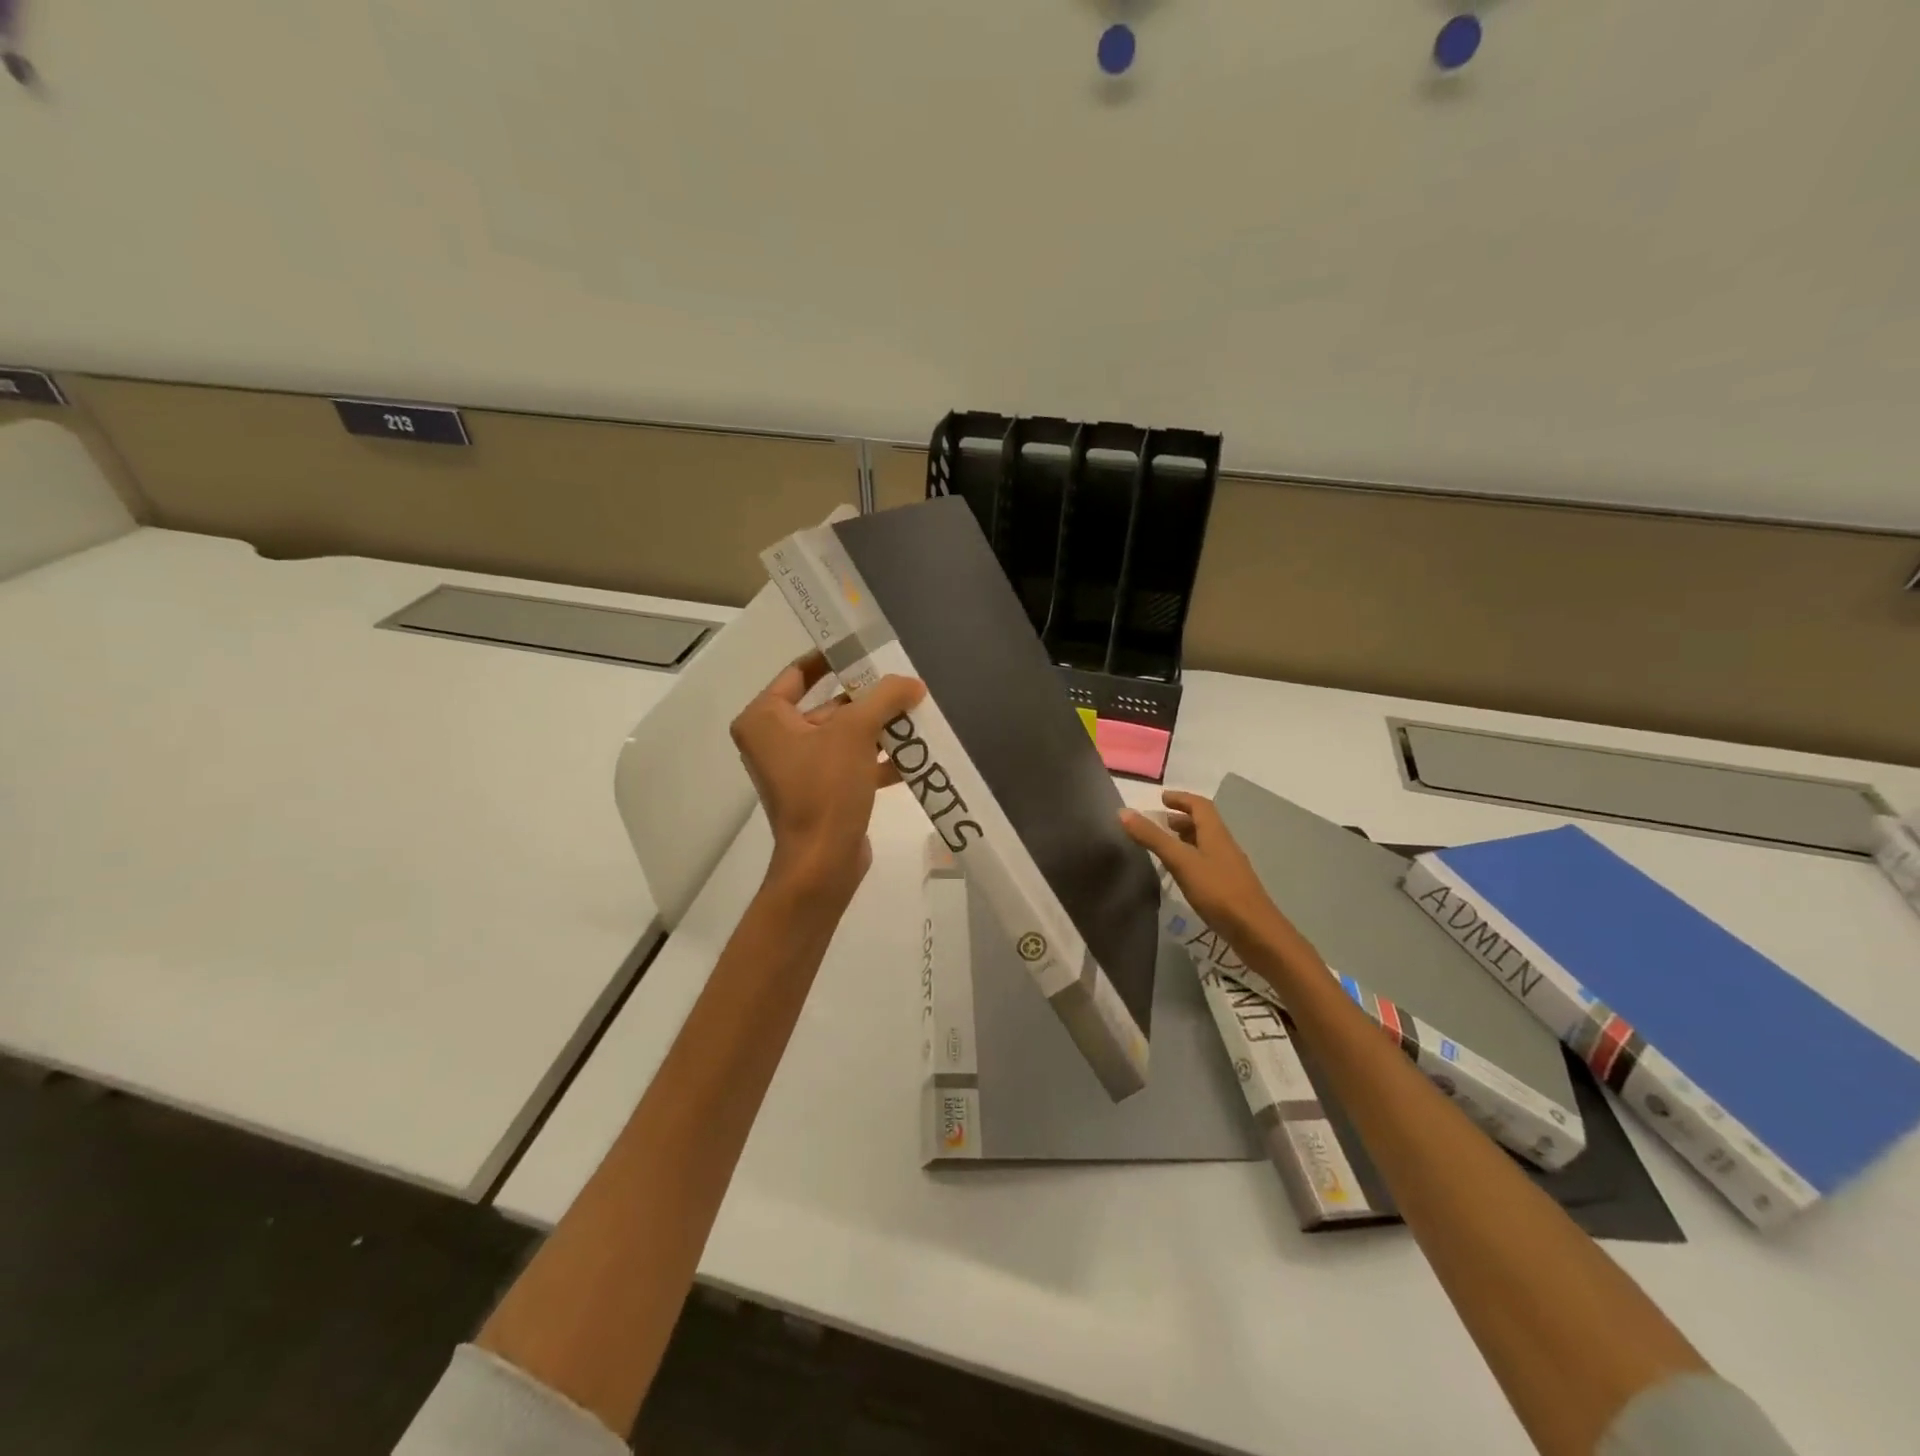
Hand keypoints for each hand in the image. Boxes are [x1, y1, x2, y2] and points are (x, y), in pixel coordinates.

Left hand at [730, 652, 925, 904]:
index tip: (866, 645)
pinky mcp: (820, 792)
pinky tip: (914, 755)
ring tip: (916, 715)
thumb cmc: (826, 789)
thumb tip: (911, 683)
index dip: (833, 657)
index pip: (799, 672)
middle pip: (828, 704)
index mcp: (765, 719)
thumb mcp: (856, 732)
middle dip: (868, 697)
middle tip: (903, 683)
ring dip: (878, 728)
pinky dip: (877, 758)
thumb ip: (884, 698)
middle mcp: (775, 740)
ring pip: (844, 735)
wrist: (823, 863)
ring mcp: (798, 768)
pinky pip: (850, 763)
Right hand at [1120, 790, 1285, 941]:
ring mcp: (1230, 867)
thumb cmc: (1218, 892)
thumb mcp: (1181, 862)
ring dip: (1187, 838)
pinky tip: (1182, 873)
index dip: (1181, 798)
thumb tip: (1124, 812)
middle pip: (1205, 823)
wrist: (1257, 932)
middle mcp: (1225, 845)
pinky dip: (1192, 857)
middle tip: (1160, 822)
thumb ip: (1153, 838)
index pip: (1200, 805)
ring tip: (1166, 845)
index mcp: (1216, 834)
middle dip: (1182, 818)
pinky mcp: (1230, 886)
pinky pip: (1208, 862)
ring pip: (1207, 843)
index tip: (1162, 798)